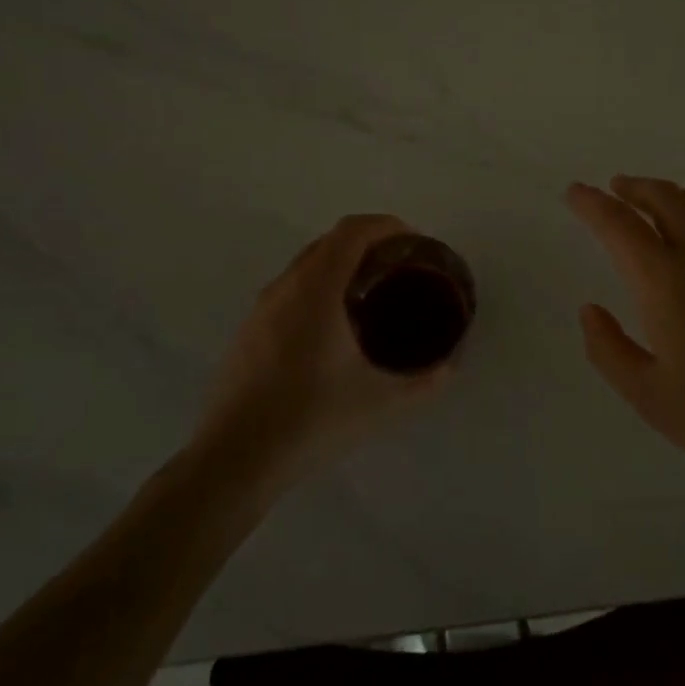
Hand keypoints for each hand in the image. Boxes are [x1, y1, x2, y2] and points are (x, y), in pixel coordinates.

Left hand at [197, 214, 454, 498]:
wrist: (234, 460)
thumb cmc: (311, 420)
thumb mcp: (381, 402)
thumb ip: (424, 382)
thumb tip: (450, 367)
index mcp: (317, 289)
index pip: (352, 231)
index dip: (386, 225)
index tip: (413, 241)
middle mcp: (285, 287)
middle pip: (329, 242)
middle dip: (367, 243)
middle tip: (398, 267)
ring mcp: (260, 309)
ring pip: (305, 265)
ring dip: (339, 265)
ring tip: (369, 295)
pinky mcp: (247, 332)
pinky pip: (289, 290)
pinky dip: (317, 288)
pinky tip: (331, 330)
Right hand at [566, 176, 684, 510]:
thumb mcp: (648, 397)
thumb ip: (608, 348)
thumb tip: (590, 309)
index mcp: (666, 282)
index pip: (619, 225)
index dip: (592, 203)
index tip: (575, 192)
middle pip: (666, 198)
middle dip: (634, 187)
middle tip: (617, 189)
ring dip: (679, 196)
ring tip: (666, 204)